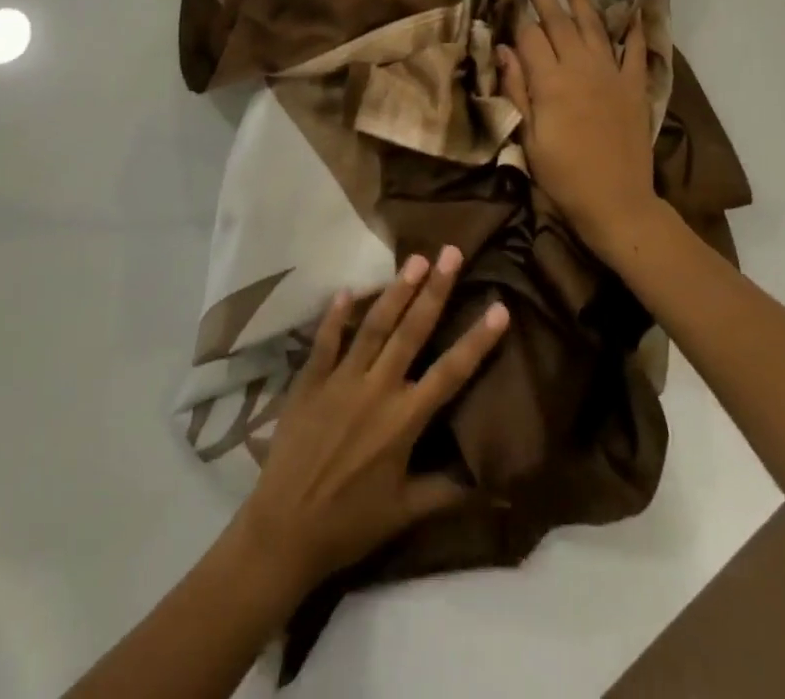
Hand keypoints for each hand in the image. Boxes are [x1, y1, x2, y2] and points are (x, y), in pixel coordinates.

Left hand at [231, 247, 509, 596]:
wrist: (285, 531)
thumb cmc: (351, 524)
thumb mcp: (406, 512)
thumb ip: (449, 490)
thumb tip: (496, 484)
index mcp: (405, 419)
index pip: (451, 371)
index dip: (477, 340)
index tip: (499, 307)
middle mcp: (377, 389)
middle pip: (412, 331)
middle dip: (435, 289)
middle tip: (451, 252)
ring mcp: (341, 380)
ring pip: (373, 326)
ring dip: (395, 290)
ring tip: (415, 260)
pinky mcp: (310, 381)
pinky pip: (325, 341)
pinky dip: (336, 315)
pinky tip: (346, 289)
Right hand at [498, 0, 667, 252]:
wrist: (616, 201)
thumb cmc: (562, 175)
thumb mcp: (528, 137)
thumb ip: (517, 89)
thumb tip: (503, 49)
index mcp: (550, 81)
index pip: (530, 35)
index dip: (518, 15)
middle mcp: (581, 67)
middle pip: (560, 22)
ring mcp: (611, 74)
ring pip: (594, 26)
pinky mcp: (634, 86)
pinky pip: (635, 50)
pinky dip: (634, 28)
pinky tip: (631, 10)